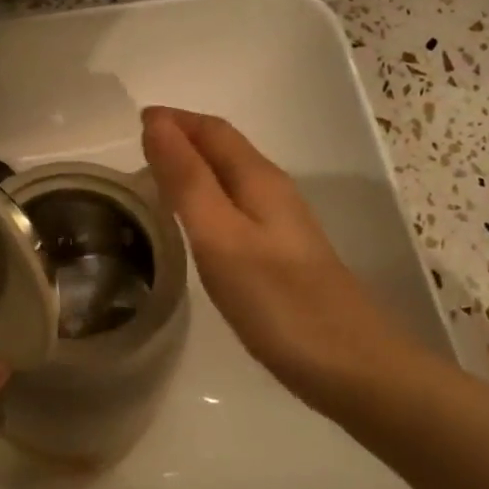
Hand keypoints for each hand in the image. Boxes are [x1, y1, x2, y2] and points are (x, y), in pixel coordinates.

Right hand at [141, 107, 420, 419]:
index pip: (213, 131)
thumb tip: (157, 124)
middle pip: (226, 150)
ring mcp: (283, 227)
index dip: (175, 121)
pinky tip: (195, 227)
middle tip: (137, 150)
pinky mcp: (283, 258)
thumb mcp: (221, 237)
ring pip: (232, 180)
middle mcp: (274, 194)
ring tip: (156, 181)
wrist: (353, 368)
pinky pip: (237, 210)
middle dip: (184, 140)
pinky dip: (208, 201)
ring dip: (195, 170)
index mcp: (259, 180)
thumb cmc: (279, 302)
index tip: (134, 121)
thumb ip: (187, 181)